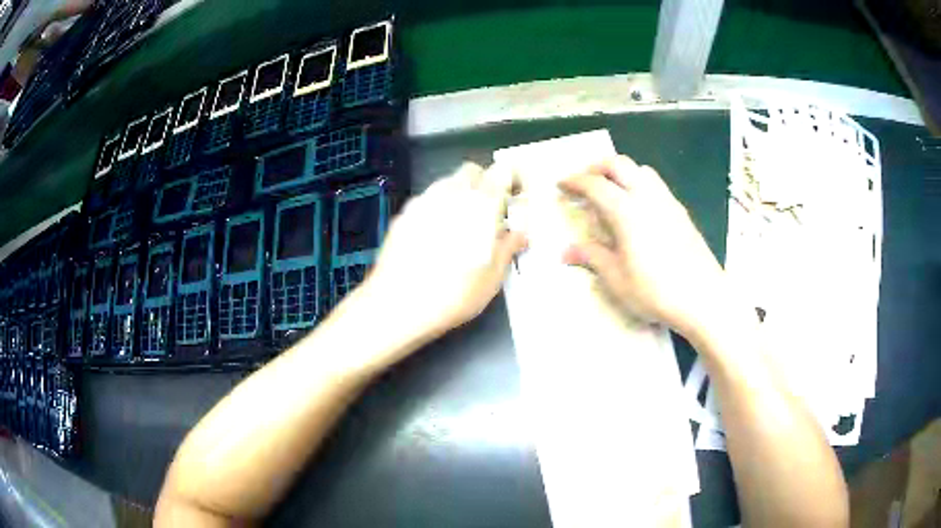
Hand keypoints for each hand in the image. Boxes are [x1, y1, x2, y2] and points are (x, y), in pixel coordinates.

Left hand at [365, 162, 526, 339]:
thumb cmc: (452, 294)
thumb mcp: (492, 277)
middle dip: (483, 184)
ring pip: (446, 183)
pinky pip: (426, 201)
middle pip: (471, 172)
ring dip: (458, 195)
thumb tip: (519, 234)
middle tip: (489, 212)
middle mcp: (449, 193)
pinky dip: (436, 210)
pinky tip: (435, 237)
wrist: (397, 306)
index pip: (501, 172)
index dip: (510, 181)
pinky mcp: (403, 216)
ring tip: (461, 226)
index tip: (513, 197)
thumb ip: (508, 247)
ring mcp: (422, 202)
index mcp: (479, 203)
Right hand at [559, 156, 725, 337]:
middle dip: (596, 167)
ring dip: (621, 172)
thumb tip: (566, 251)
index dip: (574, 181)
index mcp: (626, 210)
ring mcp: (667, 201)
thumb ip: (592, 257)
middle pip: (618, 164)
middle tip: (584, 182)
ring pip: (641, 170)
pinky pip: (656, 184)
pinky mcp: (681, 211)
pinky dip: (639, 183)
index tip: (561, 185)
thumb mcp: (616, 278)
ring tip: (611, 191)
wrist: (703, 297)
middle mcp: (646, 196)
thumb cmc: (655, 290)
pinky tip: (639, 208)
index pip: (594, 184)